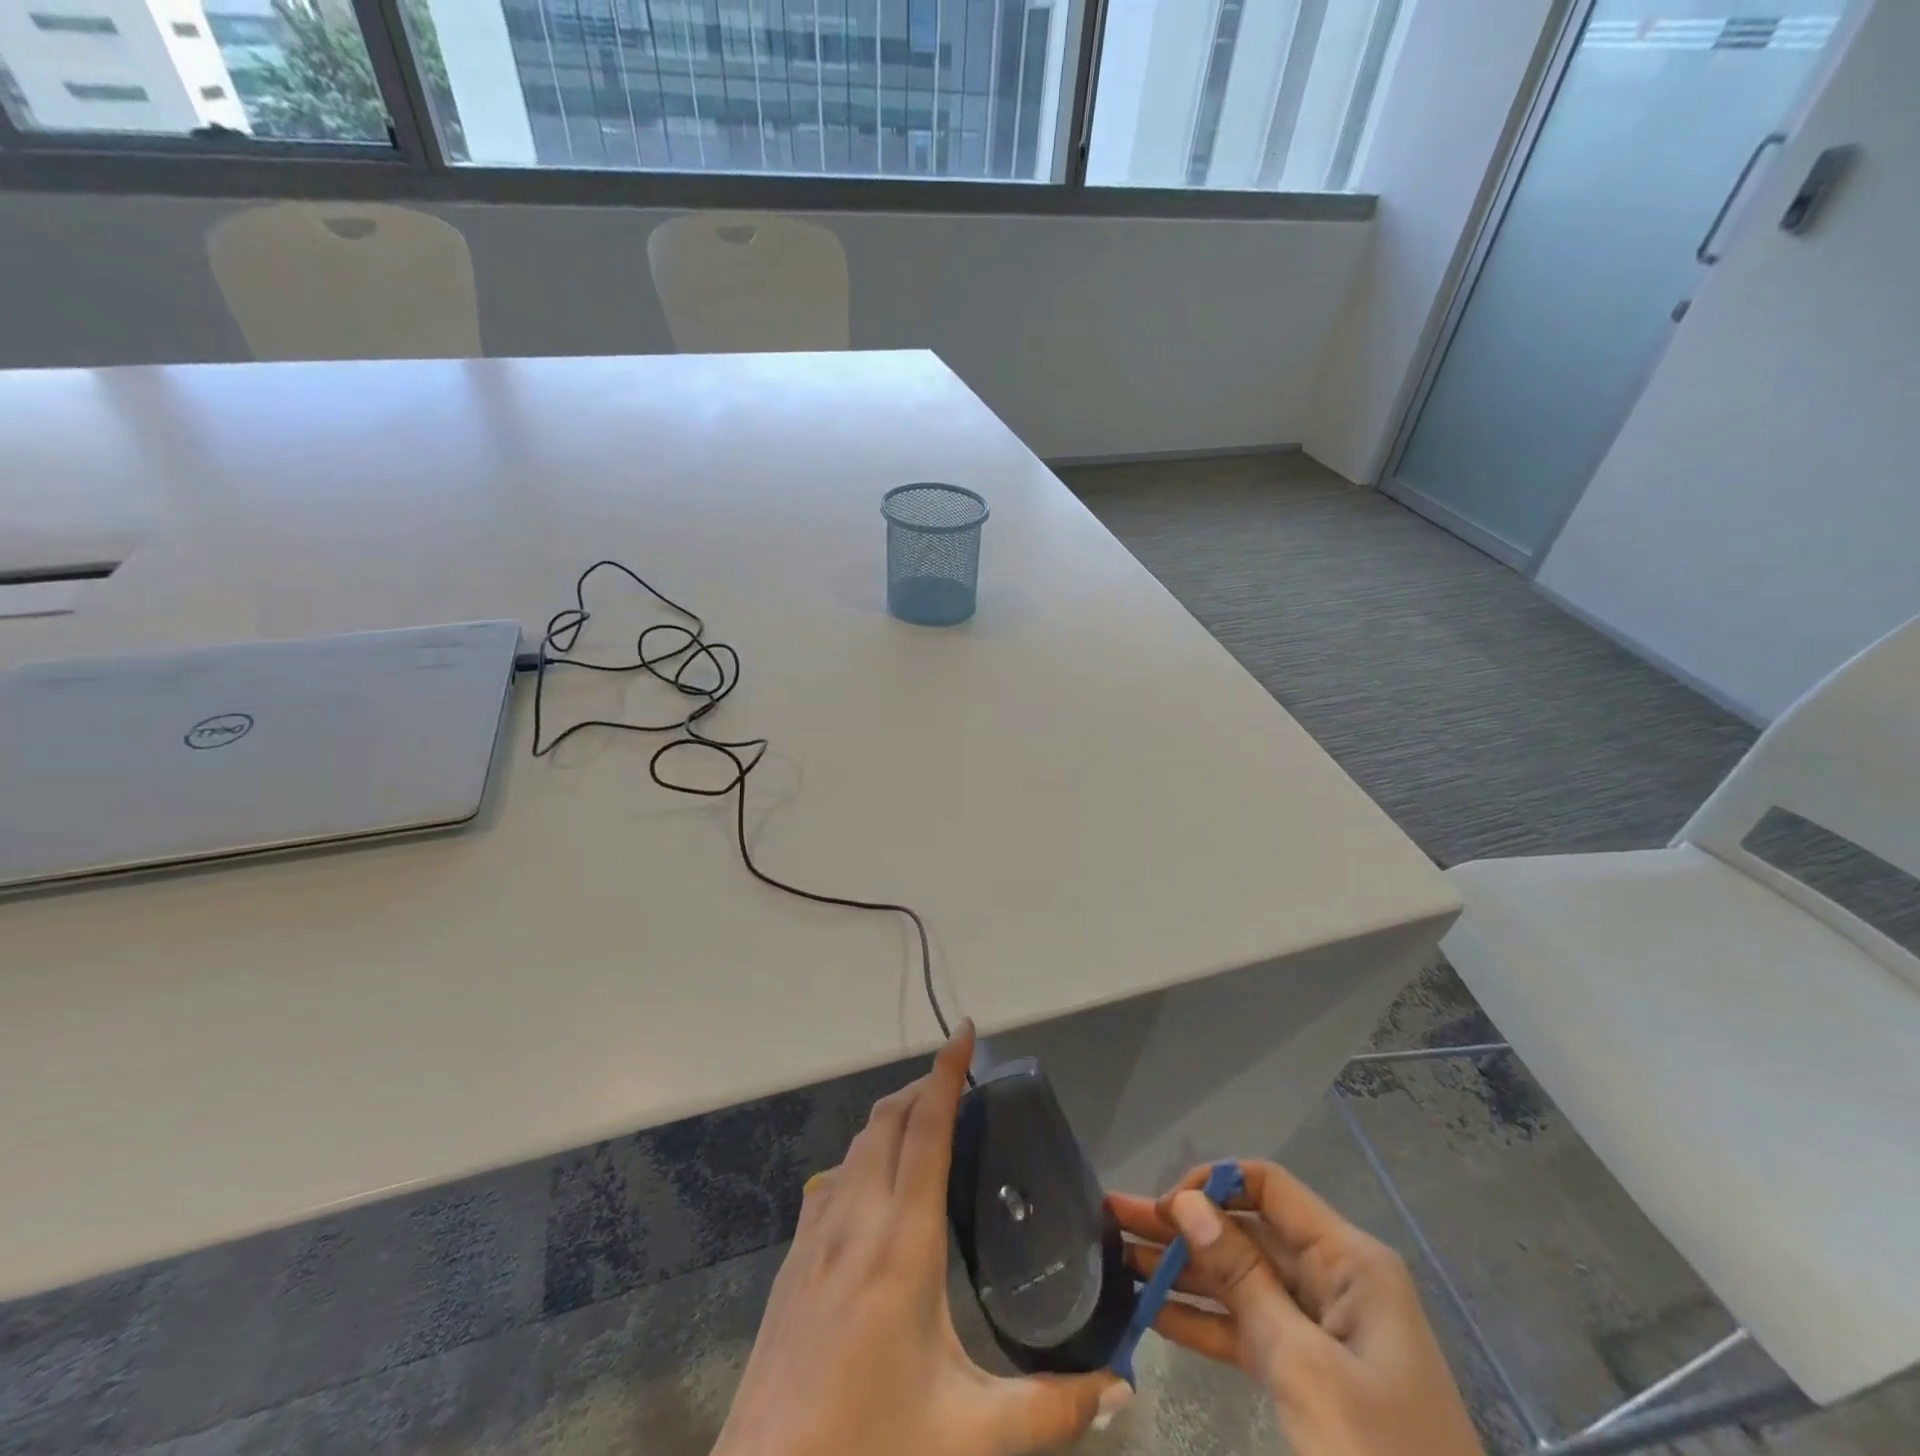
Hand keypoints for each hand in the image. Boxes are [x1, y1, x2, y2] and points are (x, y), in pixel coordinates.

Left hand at [713, 1021, 1128, 1455]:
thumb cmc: (871, 1446)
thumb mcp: (970, 1435)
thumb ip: (1052, 1409)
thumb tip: (1122, 1388)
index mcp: (903, 1240)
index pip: (927, 1128)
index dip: (947, 1072)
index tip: (966, 1031)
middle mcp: (857, 1218)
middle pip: (887, 1120)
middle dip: (922, 1086)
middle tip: (960, 1081)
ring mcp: (816, 1235)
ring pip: (857, 1144)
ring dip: (891, 1117)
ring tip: (926, 1121)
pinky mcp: (793, 1259)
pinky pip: (834, 1178)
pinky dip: (862, 1155)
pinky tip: (875, 1187)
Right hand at [1109, 1161, 1481, 1455]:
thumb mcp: (1303, 1366)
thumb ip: (1242, 1278)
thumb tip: (1189, 1202)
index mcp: (1347, 1261)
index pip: (1268, 1188)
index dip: (1213, 1185)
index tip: (1163, 1209)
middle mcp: (1332, 1280)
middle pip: (1245, 1232)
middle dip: (1181, 1226)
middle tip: (1112, 1219)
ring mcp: (1320, 1329)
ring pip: (1238, 1280)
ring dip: (1180, 1271)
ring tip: (1116, 1258)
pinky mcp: (1308, 1373)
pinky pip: (1246, 1328)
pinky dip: (1201, 1320)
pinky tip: (1150, 1311)